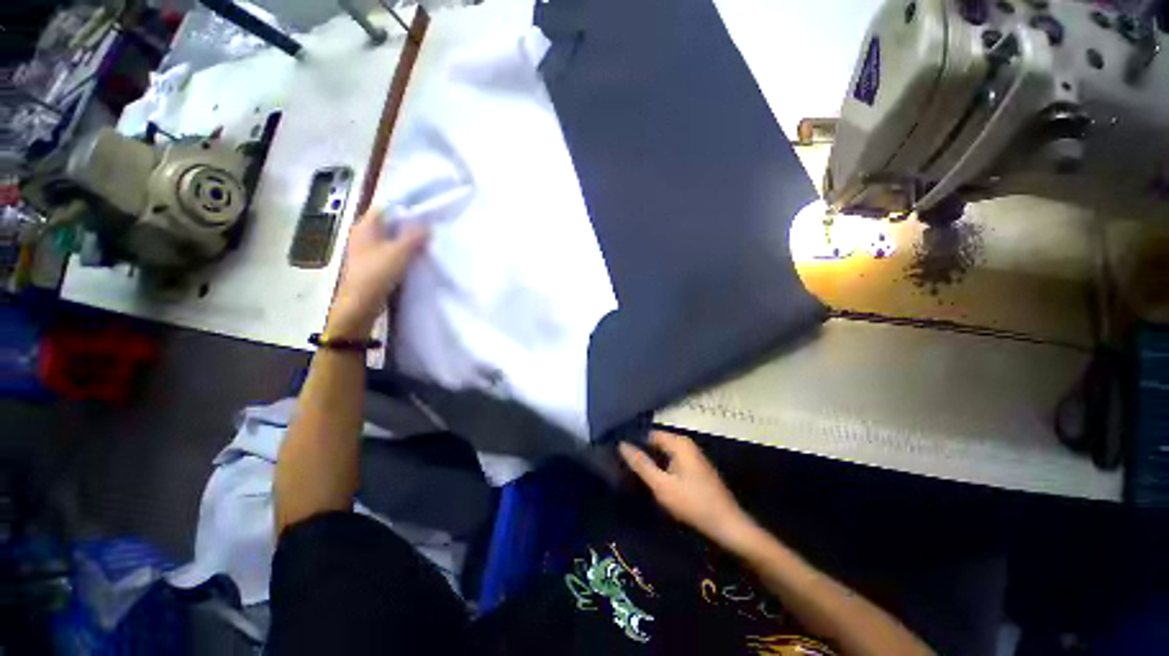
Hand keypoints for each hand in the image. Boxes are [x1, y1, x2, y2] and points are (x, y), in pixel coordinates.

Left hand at [326, 210, 427, 338]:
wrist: (360, 302)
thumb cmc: (377, 273)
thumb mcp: (400, 253)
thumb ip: (415, 237)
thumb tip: (428, 226)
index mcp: (365, 226)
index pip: (386, 209)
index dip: (404, 211)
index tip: (423, 217)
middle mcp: (362, 234)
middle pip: (388, 224)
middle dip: (406, 227)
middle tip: (426, 232)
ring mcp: (364, 250)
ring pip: (388, 239)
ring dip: (403, 242)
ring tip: (422, 246)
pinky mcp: (369, 263)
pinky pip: (387, 252)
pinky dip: (398, 253)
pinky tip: (411, 260)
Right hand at [619, 431, 755, 549]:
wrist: (729, 526)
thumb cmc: (693, 503)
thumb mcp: (662, 485)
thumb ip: (641, 464)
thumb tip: (621, 444)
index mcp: (679, 443)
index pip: (649, 434)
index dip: (634, 442)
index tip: (618, 452)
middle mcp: (687, 445)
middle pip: (657, 443)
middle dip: (643, 453)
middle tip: (623, 465)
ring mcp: (693, 457)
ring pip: (664, 454)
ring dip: (652, 462)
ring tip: (634, 472)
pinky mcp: (696, 470)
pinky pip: (673, 462)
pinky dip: (662, 468)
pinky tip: (653, 480)